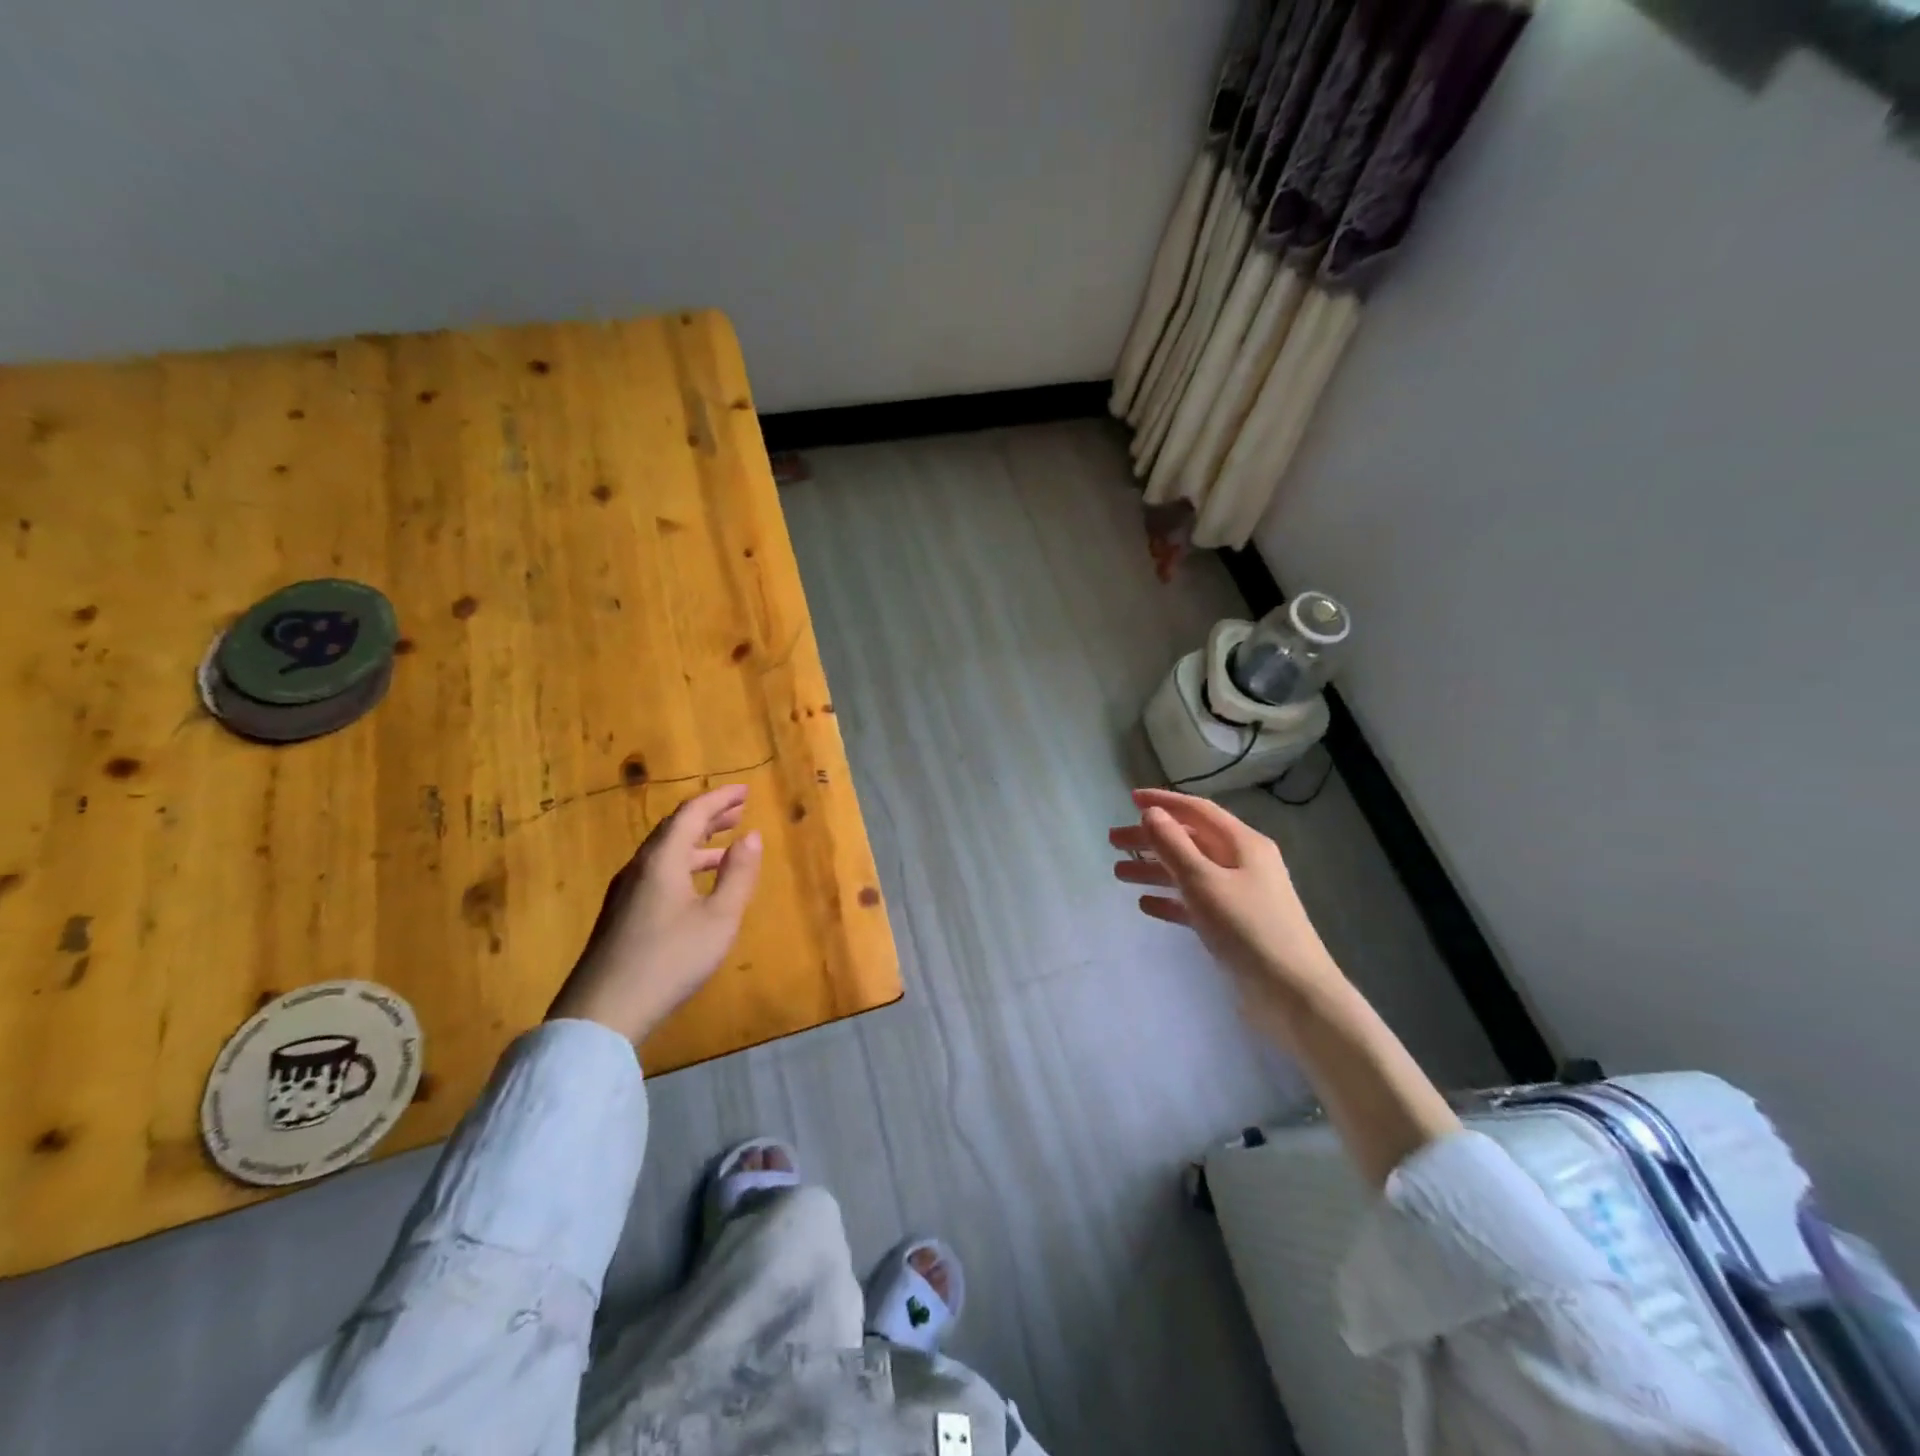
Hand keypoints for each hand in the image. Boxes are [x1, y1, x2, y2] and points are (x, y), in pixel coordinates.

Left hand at [547, 784, 763, 1045]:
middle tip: (738, 810)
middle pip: (675, 828)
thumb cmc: (669, 960)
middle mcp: (640, 867)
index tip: (746, 791)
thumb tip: (752, 836)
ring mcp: (626, 891)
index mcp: (662, 860)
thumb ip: (738, 875)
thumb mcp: (718, 919)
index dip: (720, 798)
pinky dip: (684, 863)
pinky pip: (658, 871)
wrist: (602, 1012)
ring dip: (697, 842)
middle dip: (709, 816)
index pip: (692, 813)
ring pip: (665, 852)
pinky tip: (697, 884)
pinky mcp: (621, 914)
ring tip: (726, 844)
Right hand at [1110, 788, 1344, 1030]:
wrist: (1293, 996)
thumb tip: (1151, 813)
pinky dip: (1170, 900)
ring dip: (1155, 870)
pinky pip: (1195, 903)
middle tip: (1113, 841)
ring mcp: (1240, 896)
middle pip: (1190, 840)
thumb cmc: (1248, 930)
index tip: (1130, 798)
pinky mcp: (1234, 926)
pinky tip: (1145, 904)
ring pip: (1189, 872)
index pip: (1198, 811)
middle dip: (1151, 839)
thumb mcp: (1204, 882)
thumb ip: (1174, 846)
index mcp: (1243, 844)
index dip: (1163, 802)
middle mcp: (1243, 864)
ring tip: (1118, 873)